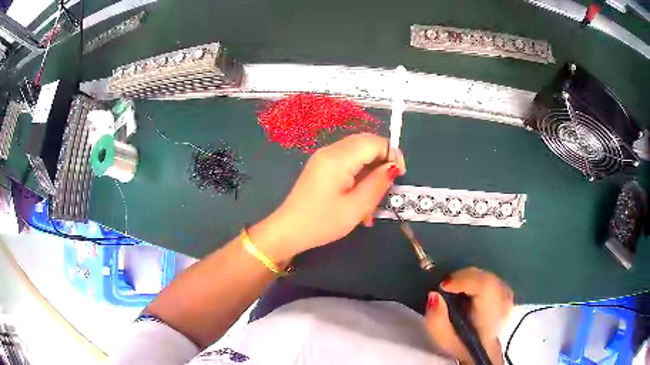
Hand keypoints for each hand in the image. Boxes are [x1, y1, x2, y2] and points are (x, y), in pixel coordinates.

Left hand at [250, 134, 405, 261]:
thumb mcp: (356, 207)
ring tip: (373, 198)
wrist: (288, 231)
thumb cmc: (322, 222)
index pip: (374, 142)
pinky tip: (359, 197)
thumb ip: (378, 183)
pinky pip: (346, 162)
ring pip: (357, 153)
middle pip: (365, 143)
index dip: (392, 154)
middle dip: (382, 160)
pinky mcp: (320, 166)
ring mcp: (323, 157)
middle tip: (388, 185)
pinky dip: (358, 174)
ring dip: (370, 170)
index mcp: (338, 158)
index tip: (400, 176)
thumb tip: (393, 167)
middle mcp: (330, 150)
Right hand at [425, 267, 513, 364]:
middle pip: (485, 278)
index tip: (443, 286)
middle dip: (462, 278)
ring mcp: (508, 295)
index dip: (463, 280)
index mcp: (489, 316)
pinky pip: (490, 277)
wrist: (483, 349)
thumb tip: (434, 294)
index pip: (484, 286)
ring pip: (487, 275)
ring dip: (469, 278)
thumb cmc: (461, 344)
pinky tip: (467, 291)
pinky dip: (476, 280)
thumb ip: (435, 319)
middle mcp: (504, 302)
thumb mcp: (441, 338)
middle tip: (446, 287)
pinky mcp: (507, 290)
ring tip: (455, 289)